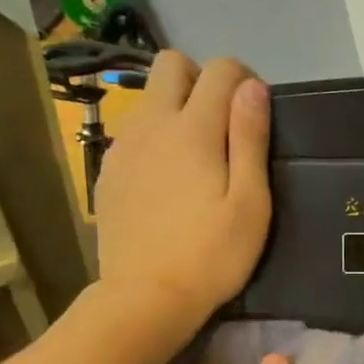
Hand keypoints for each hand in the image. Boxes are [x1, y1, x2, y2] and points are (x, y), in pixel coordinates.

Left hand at [93, 52, 270, 336]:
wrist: (144, 298)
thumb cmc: (211, 255)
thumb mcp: (249, 202)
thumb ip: (250, 138)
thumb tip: (252, 87)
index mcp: (194, 128)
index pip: (220, 69)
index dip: (243, 79)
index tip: (255, 113)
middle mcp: (152, 124)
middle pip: (171, 64)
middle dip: (200, 79)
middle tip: (221, 125)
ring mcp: (124, 147)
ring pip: (148, 99)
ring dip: (175, 109)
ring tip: (195, 159)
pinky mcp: (108, 172)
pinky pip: (133, 133)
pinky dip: (153, 140)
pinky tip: (166, 183)